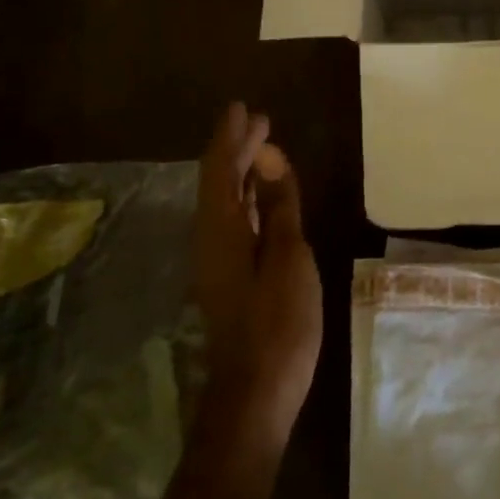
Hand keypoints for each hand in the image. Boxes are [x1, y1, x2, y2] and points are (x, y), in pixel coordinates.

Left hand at [193, 103, 321, 433]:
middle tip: (260, 120)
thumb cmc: (278, 321)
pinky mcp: (230, 276)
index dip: (230, 137)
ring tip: (264, 146)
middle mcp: (211, 239)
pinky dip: (249, 198)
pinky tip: (264, 196)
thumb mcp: (288, 257)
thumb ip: (279, 207)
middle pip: (220, 182)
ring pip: (226, 202)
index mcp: (221, 230)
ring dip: (242, 171)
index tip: (242, 107)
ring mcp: (218, 260)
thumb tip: (269, 160)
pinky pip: (235, 220)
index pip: (219, 169)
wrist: (257, 390)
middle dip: (237, 149)